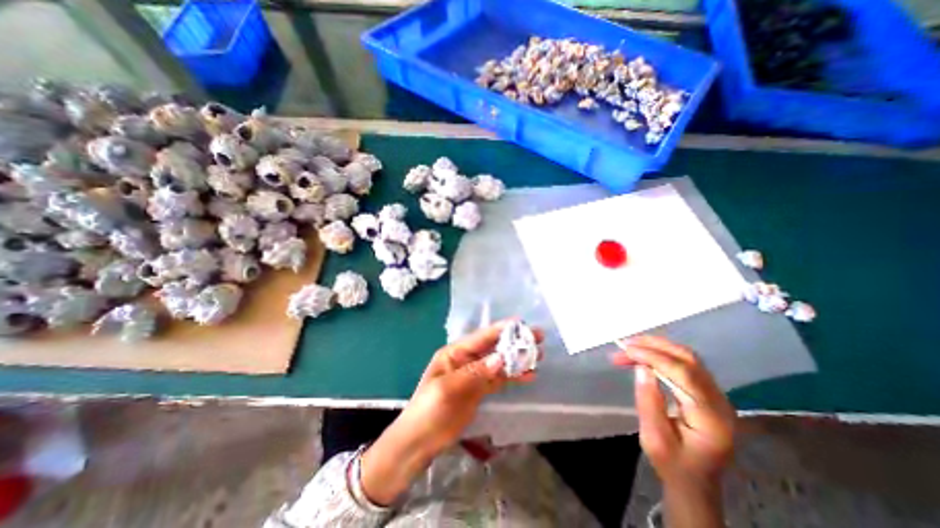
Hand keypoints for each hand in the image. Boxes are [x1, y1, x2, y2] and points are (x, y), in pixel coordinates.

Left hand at [360, 319, 539, 504]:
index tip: (521, 324)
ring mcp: (474, 375)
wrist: (419, 442)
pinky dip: (513, 376)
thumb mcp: (448, 389)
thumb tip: (501, 358)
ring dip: (517, 359)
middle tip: (537, 337)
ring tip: (538, 355)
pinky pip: (499, 379)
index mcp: (455, 353)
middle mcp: (466, 360)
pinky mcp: (479, 390)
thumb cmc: (429, 411)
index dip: (501, 330)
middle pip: (493, 348)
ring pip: (499, 363)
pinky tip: (528, 375)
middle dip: (514, 342)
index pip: (481, 337)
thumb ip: (475, 373)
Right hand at [614, 337, 736, 525]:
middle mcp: (720, 402)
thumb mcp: (654, 439)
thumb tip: (641, 368)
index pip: (684, 374)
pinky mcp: (707, 393)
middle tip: (625, 344)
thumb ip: (649, 402)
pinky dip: (662, 354)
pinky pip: (685, 364)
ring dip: (657, 347)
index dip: (654, 357)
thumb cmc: (673, 465)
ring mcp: (716, 396)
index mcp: (711, 418)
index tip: (626, 350)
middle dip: (654, 346)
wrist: (695, 484)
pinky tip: (645, 354)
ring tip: (630, 346)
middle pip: (689, 360)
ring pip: (687, 358)